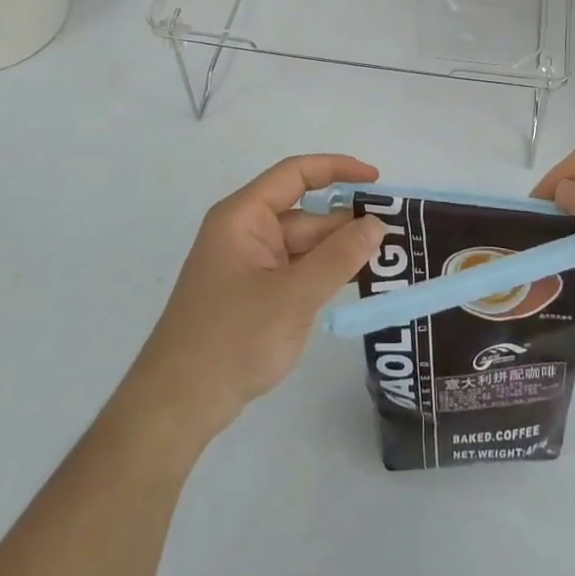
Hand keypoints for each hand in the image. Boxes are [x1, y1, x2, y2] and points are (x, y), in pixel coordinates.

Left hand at [120, 154, 385, 445]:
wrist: (177, 406)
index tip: (376, 179)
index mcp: (244, 217)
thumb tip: (377, 224)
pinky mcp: (254, 294)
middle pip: (305, 215)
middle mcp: (246, 233)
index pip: (295, 175)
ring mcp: (249, 265)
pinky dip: (325, 274)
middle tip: (397, 236)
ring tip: (388, 261)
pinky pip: (297, 272)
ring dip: (340, 252)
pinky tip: (357, 283)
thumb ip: (338, 258)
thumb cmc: (231, 340)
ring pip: (304, 246)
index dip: (337, 169)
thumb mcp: (293, 297)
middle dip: (347, 223)